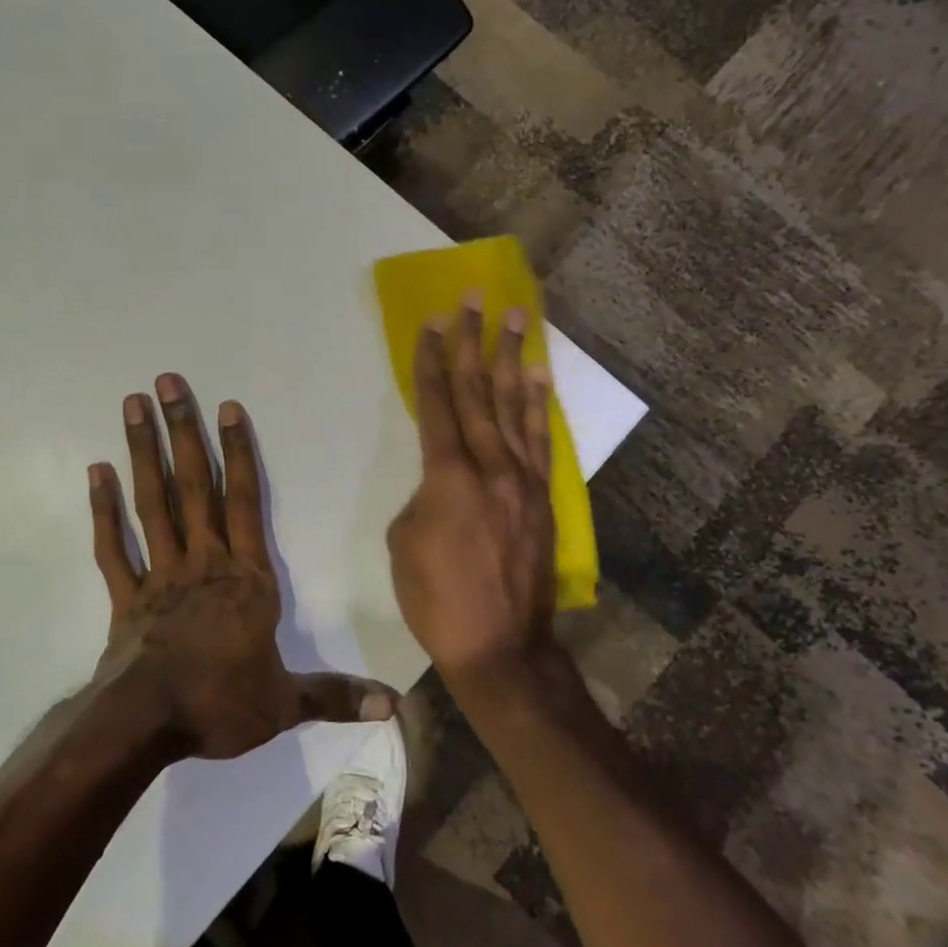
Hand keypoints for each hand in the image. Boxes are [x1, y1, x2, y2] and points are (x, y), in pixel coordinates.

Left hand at [87, 373, 397, 760]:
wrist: (146, 725)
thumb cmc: (220, 703)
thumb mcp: (285, 702)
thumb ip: (336, 695)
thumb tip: (394, 707)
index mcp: (245, 578)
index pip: (246, 502)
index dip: (239, 453)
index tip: (227, 407)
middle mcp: (203, 562)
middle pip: (194, 486)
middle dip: (183, 432)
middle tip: (166, 383)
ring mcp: (159, 574)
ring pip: (153, 503)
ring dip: (143, 452)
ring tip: (132, 406)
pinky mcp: (126, 596)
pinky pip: (113, 547)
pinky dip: (104, 510)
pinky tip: (96, 472)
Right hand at [386, 300, 558, 685]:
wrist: (500, 646)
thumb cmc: (437, 598)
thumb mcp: (404, 542)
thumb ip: (423, 495)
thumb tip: (443, 481)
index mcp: (447, 476)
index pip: (436, 403)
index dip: (431, 361)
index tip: (431, 324)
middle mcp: (490, 465)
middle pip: (477, 392)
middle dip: (472, 342)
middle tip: (474, 300)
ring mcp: (523, 479)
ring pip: (514, 406)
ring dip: (511, 359)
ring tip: (515, 319)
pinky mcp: (543, 496)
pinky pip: (540, 439)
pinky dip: (538, 405)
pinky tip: (539, 377)